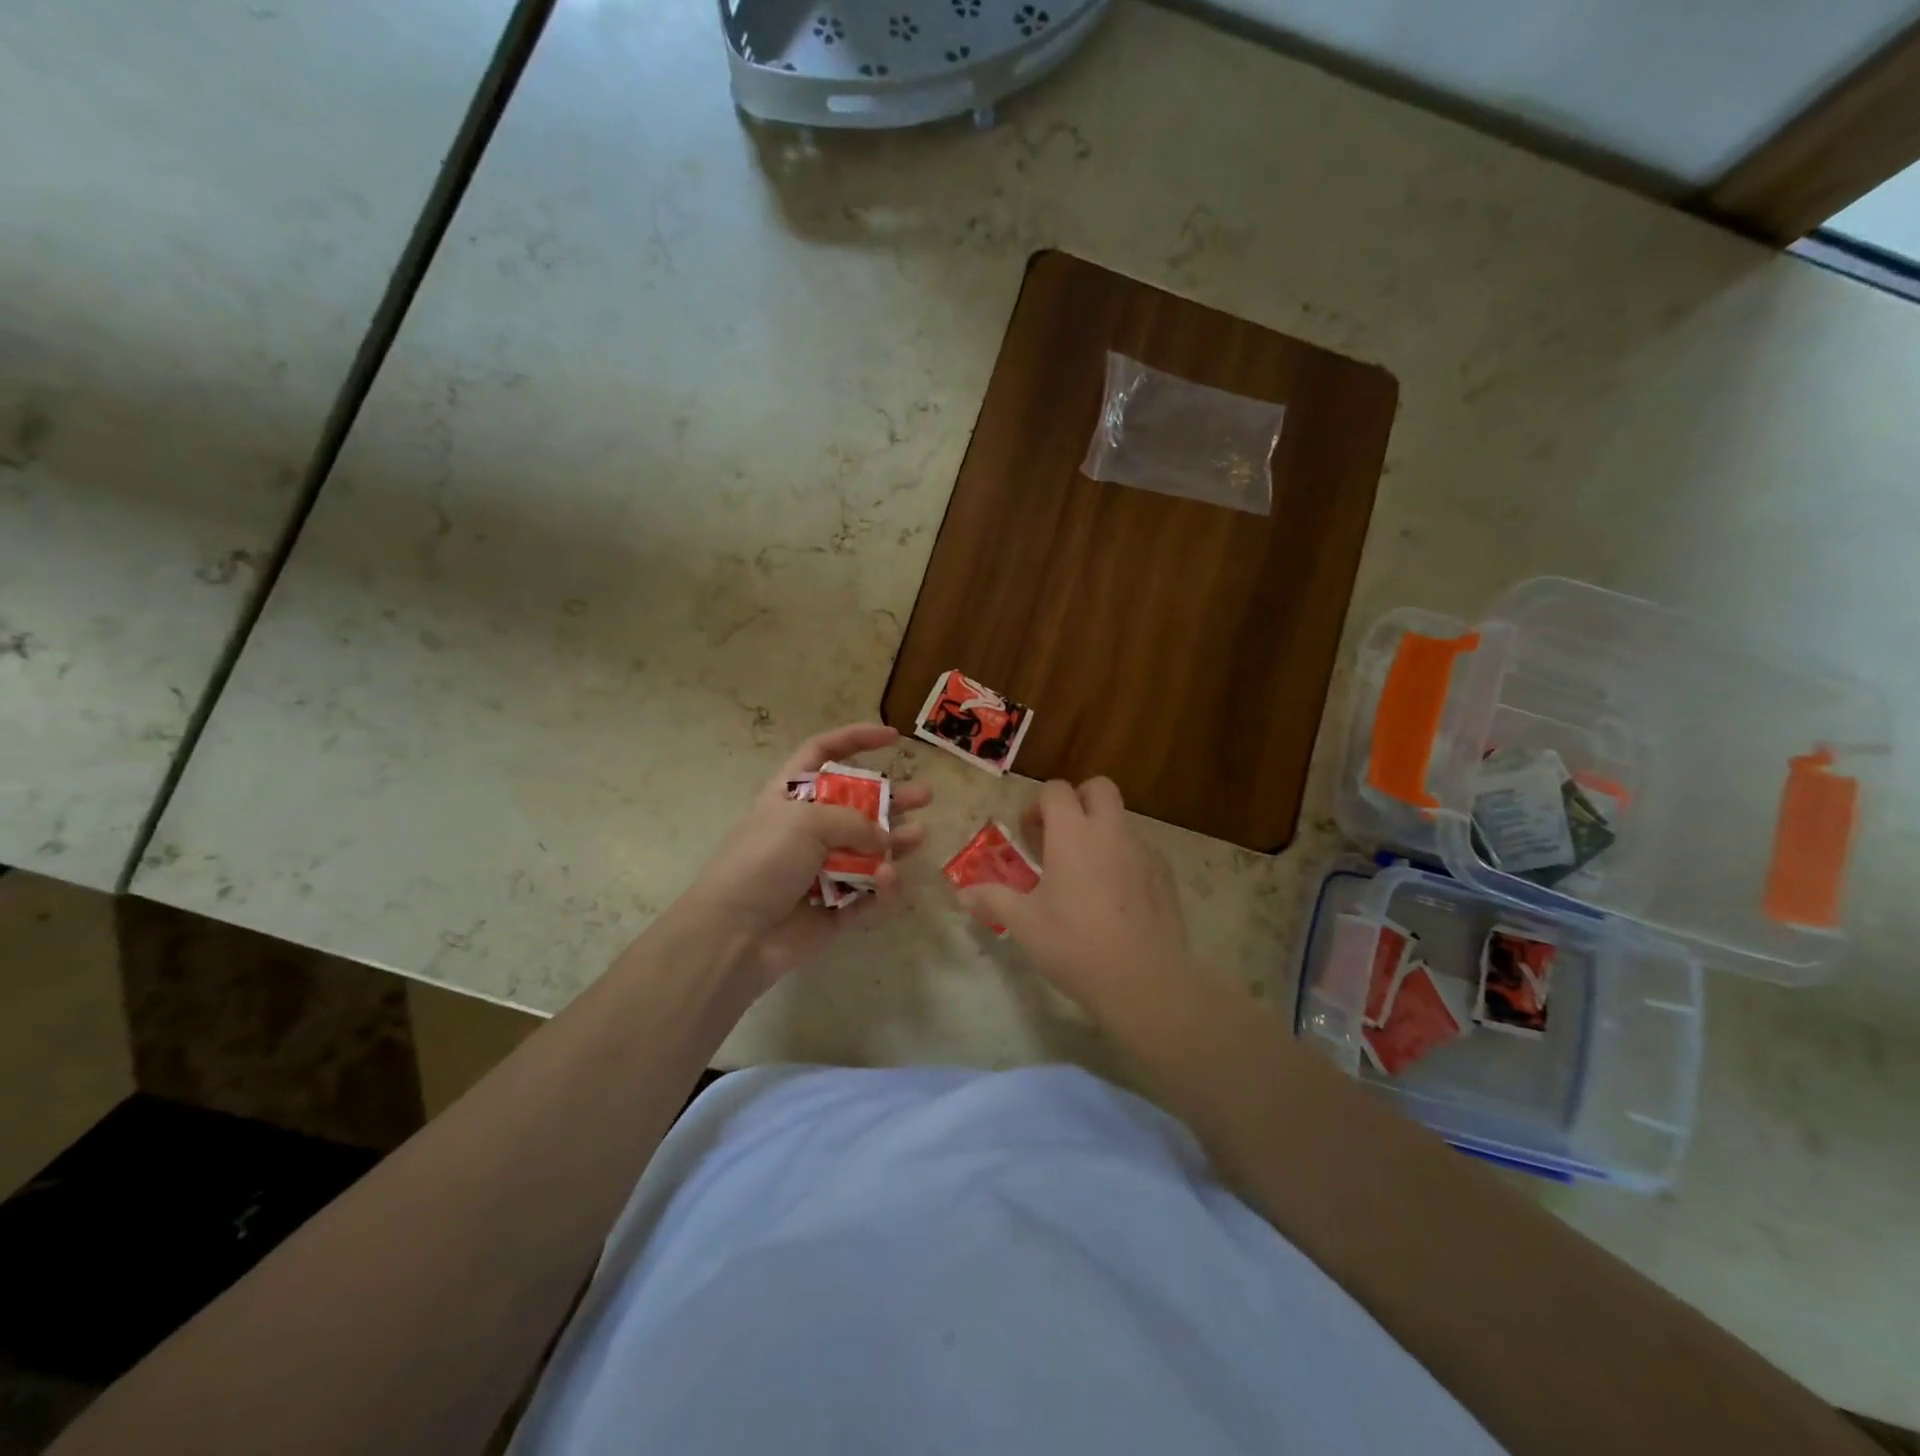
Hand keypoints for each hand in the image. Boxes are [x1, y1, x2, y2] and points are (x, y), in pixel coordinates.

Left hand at [684, 724, 929, 985]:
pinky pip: (868, 894)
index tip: (893, 738)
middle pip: (858, 805)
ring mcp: (822, 870)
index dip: (856, 739)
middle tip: (925, 796)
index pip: (822, 753)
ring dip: (896, 843)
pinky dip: (881, 888)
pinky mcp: (835, 908)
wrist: (735, 934)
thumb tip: (882, 841)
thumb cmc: (764, 861)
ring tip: (920, 837)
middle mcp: (807, 829)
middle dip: (892, 799)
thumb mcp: (806, 821)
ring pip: (870, 851)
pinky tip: (888, 882)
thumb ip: (854, 821)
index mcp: (791, 797)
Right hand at [957, 778, 1191, 1021]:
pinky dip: (1123, 858)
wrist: (1143, 981)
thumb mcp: (1024, 924)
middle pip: (1098, 788)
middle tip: (1060, 837)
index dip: (1038, 805)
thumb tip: (962, 893)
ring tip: (1085, 874)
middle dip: (1077, 801)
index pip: (1056, 790)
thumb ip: (992, 899)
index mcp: (1073, 833)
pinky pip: (1141, 850)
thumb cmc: (1074, 945)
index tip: (1029, 835)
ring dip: (1100, 831)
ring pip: (1121, 820)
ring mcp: (1143, 851)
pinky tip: (1114, 897)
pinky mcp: (1164, 874)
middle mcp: (1110, 831)